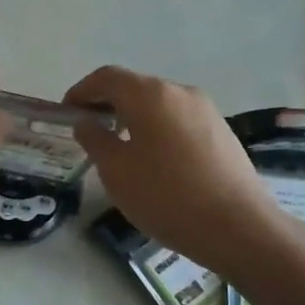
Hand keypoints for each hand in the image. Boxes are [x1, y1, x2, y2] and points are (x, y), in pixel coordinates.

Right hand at [64, 65, 280, 272]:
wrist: (238, 227)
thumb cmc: (166, 196)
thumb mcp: (116, 171)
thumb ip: (95, 139)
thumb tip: (87, 122)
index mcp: (150, 95)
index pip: (107, 77)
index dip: (81, 91)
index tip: (66, 112)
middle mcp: (180, 92)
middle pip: (135, 88)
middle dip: (107, 104)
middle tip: (89, 132)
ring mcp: (206, 111)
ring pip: (159, 105)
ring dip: (134, 118)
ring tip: (120, 149)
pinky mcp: (223, 132)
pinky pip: (179, 122)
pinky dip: (158, 130)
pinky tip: (155, 163)